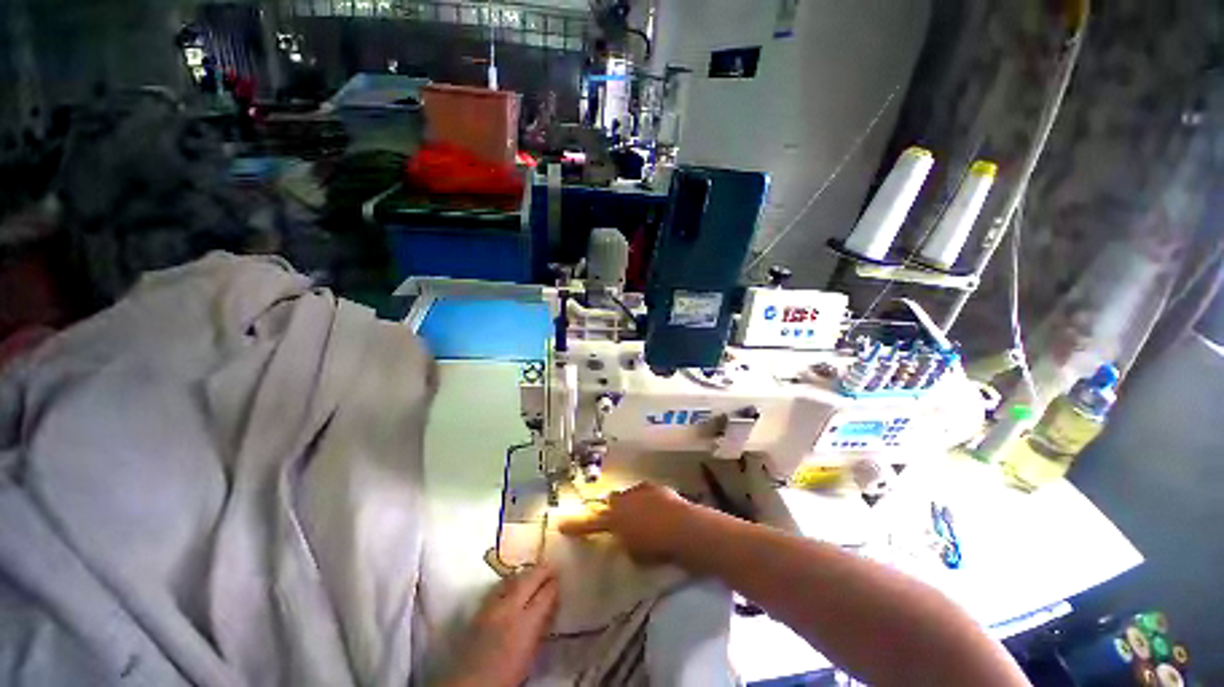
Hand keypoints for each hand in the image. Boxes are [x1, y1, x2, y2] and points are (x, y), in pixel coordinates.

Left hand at [442, 565, 558, 686]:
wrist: (472, 684)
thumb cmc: (508, 675)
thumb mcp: (531, 653)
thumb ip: (541, 626)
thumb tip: (551, 605)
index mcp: (527, 623)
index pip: (545, 595)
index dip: (554, 585)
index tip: (559, 579)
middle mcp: (510, 608)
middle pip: (529, 580)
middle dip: (542, 571)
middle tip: (551, 567)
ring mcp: (493, 606)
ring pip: (513, 579)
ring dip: (525, 574)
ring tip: (534, 572)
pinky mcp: (480, 609)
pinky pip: (499, 587)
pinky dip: (509, 581)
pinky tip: (513, 583)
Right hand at [558, 482, 694, 564]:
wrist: (683, 527)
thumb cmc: (657, 547)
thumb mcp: (636, 553)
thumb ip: (625, 543)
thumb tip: (625, 538)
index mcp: (615, 518)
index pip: (590, 523)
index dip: (576, 525)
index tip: (562, 524)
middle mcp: (624, 500)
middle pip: (611, 501)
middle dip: (612, 509)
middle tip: (616, 519)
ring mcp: (640, 490)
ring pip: (628, 494)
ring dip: (630, 503)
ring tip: (640, 514)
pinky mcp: (655, 487)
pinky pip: (645, 492)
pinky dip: (646, 499)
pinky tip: (655, 507)